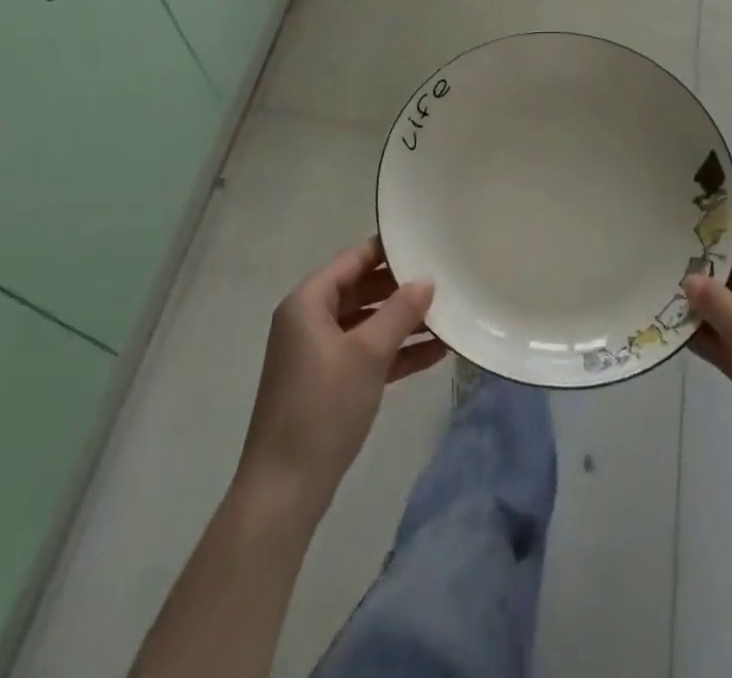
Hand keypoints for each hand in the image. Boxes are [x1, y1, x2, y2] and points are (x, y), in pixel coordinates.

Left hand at [235, 237, 446, 520]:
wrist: (284, 490)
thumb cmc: (323, 407)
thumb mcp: (368, 354)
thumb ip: (399, 312)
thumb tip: (426, 281)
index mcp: (307, 303)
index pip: (352, 260)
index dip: (386, 251)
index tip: (423, 242)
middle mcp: (309, 321)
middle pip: (360, 290)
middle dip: (399, 288)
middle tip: (442, 278)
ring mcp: (318, 354)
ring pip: (366, 324)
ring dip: (402, 322)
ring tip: (447, 314)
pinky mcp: (328, 384)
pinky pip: (366, 354)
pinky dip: (395, 352)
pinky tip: (435, 353)